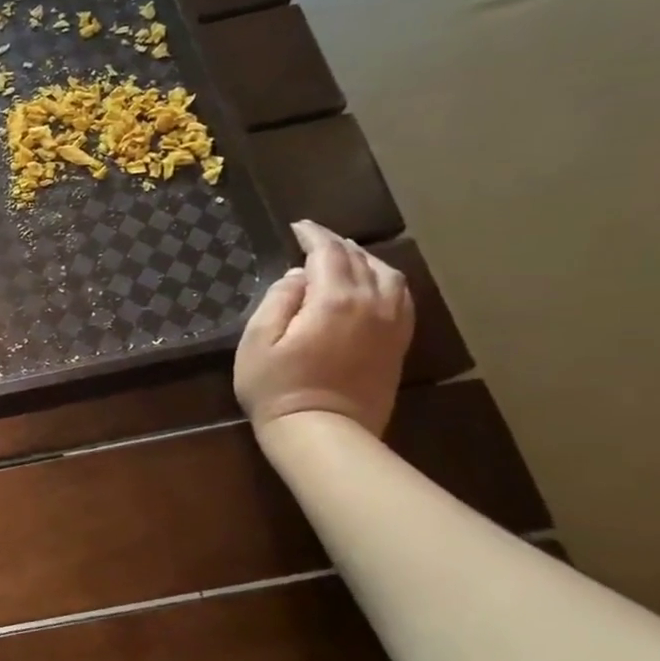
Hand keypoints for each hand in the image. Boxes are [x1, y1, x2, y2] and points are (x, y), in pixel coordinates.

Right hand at [234, 220, 413, 437]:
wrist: (323, 433)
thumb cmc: (277, 388)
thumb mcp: (257, 341)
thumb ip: (277, 300)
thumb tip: (297, 277)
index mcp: (335, 299)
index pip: (328, 252)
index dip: (313, 235)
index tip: (297, 227)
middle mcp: (372, 304)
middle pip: (360, 260)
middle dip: (336, 245)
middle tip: (314, 240)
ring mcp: (392, 324)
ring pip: (388, 275)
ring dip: (365, 260)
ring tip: (343, 259)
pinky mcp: (398, 344)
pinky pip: (401, 298)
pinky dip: (385, 282)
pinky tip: (371, 286)